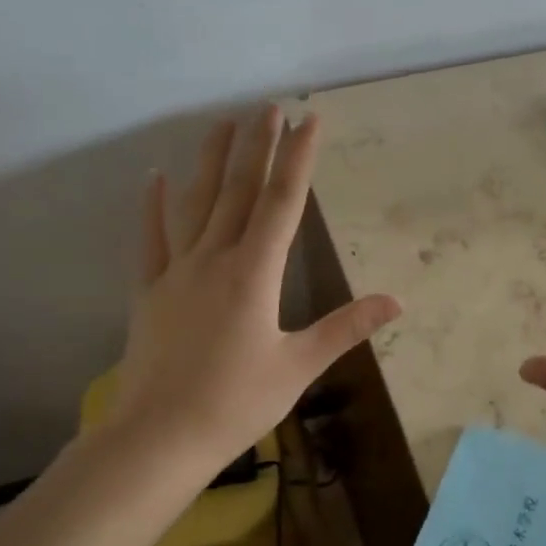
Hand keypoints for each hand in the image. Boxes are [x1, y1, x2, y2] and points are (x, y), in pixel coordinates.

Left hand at [106, 108, 401, 485]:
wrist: (158, 438)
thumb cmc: (236, 403)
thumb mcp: (299, 366)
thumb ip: (345, 328)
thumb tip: (396, 302)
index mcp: (255, 274)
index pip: (283, 203)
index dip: (298, 159)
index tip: (309, 120)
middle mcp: (215, 259)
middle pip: (239, 191)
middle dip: (257, 147)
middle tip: (269, 108)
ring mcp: (177, 272)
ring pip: (195, 204)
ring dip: (211, 162)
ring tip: (222, 124)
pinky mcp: (150, 291)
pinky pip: (152, 238)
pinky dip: (153, 205)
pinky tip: (155, 176)